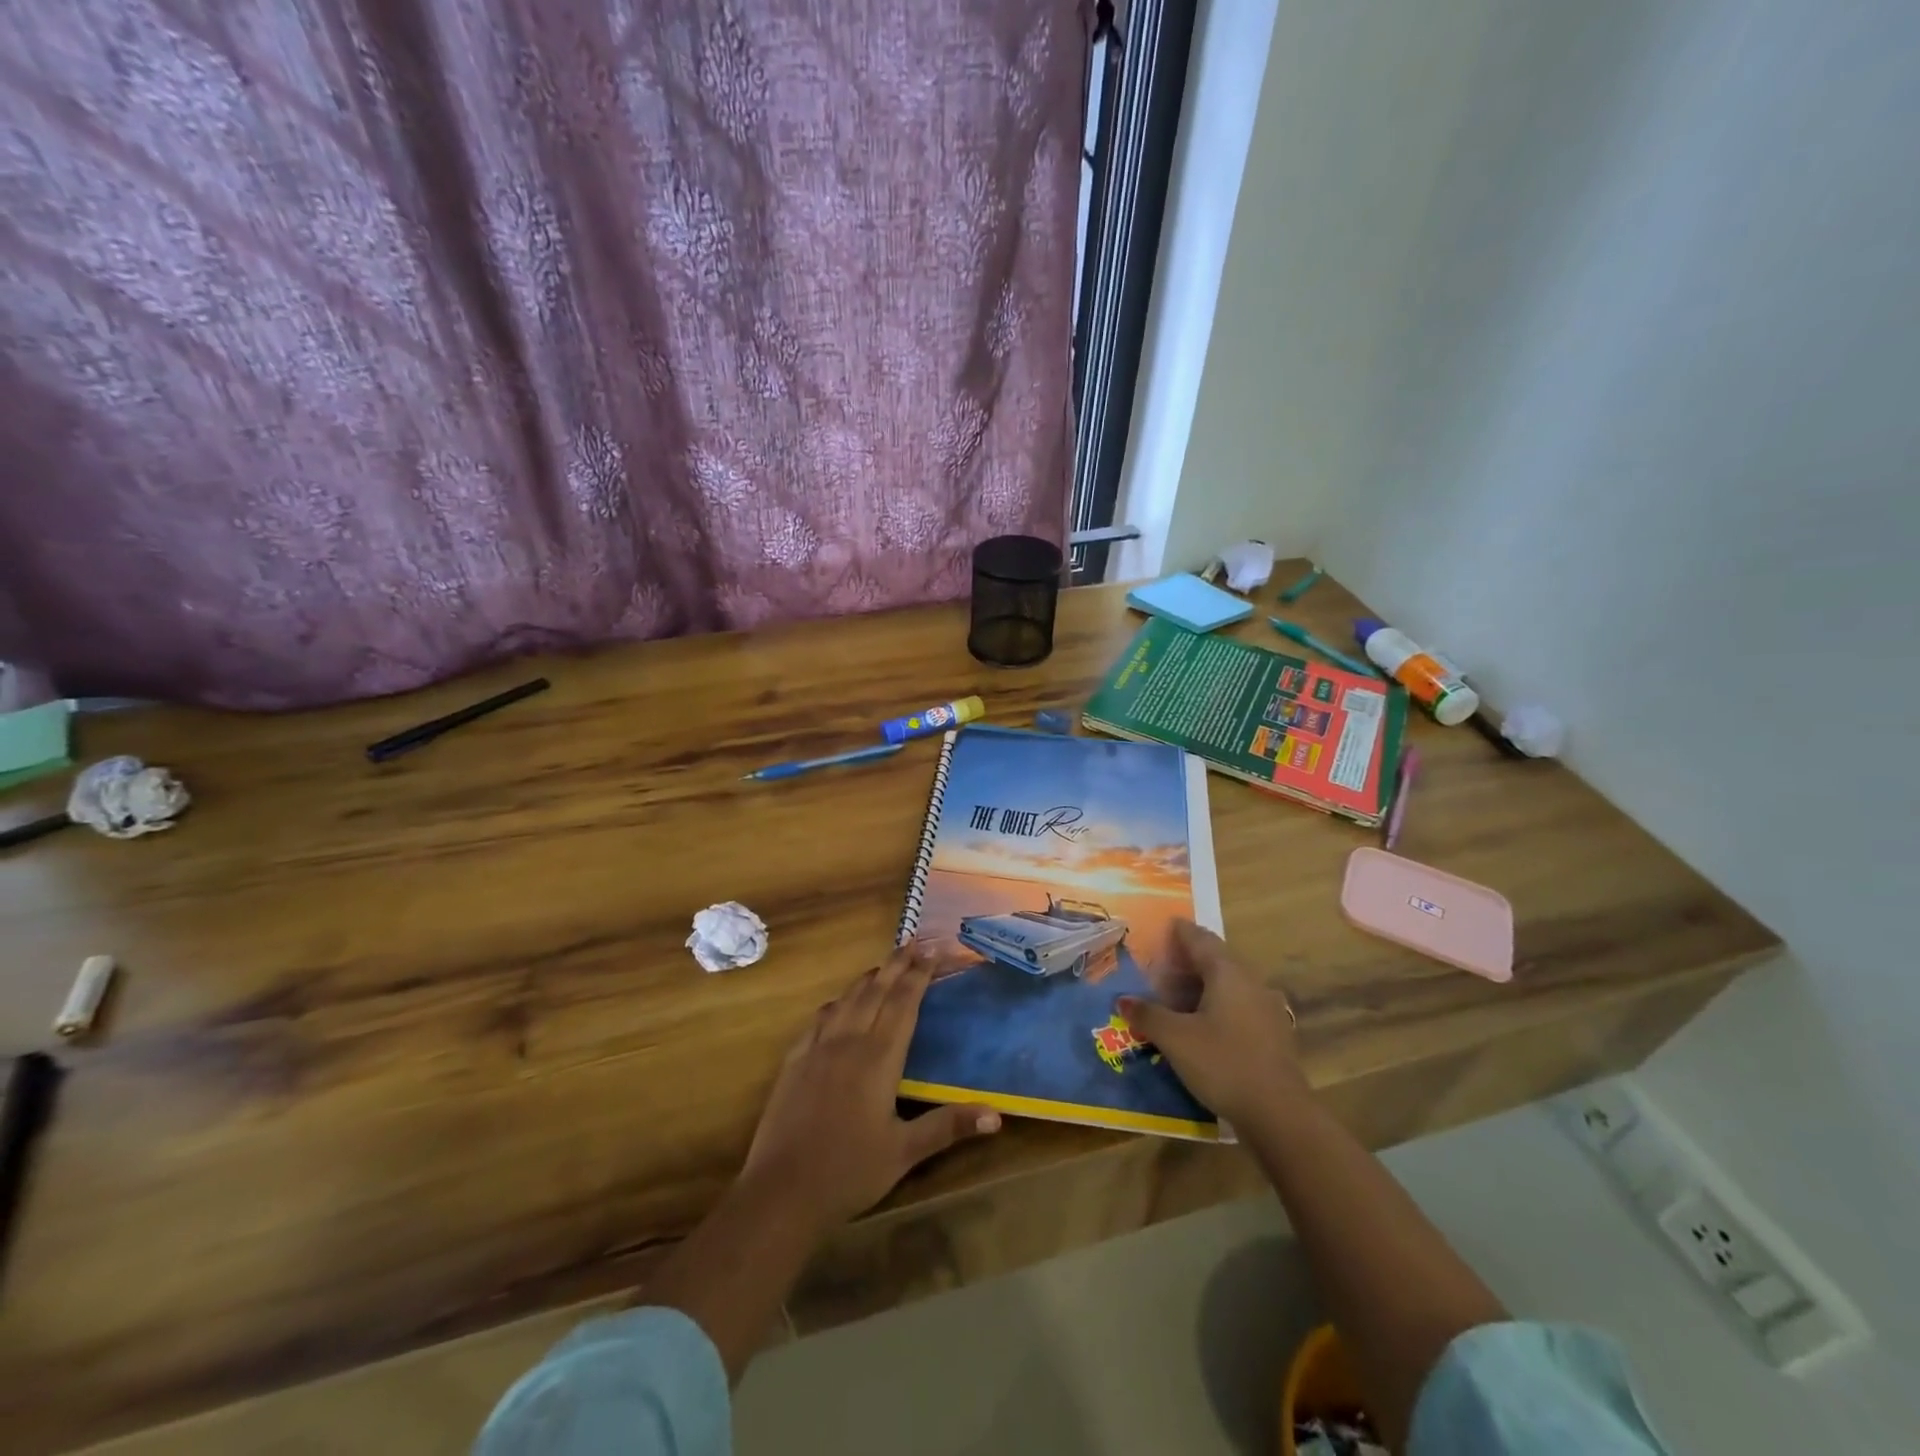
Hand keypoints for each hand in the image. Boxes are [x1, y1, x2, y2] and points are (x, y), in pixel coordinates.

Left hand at [742, 945, 1001, 1229]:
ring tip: (883, 965)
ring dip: (868, 978)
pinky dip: (836, 1003)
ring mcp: (817, 1049)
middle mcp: (848, 1042)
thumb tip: (997, 1116)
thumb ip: (948, 1127)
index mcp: (878, 1059)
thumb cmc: (849, 1172)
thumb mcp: (904, 1153)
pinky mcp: (794, 1062)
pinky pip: (819, 1019)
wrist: (781, 1192)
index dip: (919, 974)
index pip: (903, 1004)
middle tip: (914, 941)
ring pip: (847, 1000)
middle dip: (897, 964)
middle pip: (876, 991)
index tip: (933, 949)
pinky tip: (838, 1004)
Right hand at [1117, 920, 1308, 1126]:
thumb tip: (1123, 1000)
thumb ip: (1147, 1015)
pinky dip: (1216, 1006)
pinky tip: (1200, 1025)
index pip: (1200, 939)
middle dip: (1187, 961)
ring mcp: (1265, 1008)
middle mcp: (1250, 982)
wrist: (1279, 1113)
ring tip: (1174, 998)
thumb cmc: (1223, 1063)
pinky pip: (1238, 1006)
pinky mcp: (1272, 1034)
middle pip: (1215, 960)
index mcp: (1227, 972)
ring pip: (1228, 985)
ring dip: (1201, 986)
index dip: (1180, 931)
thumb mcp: (1175, 1038)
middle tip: (1160, 967)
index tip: (1165, 926)